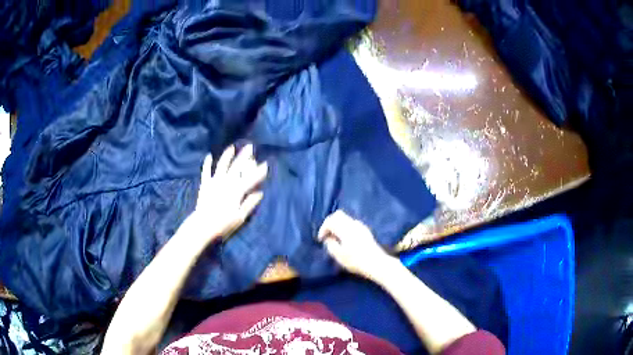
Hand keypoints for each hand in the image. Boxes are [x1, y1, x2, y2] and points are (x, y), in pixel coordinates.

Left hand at [192, 144, 267, 242]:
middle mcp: (226, 182)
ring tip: (232, 147)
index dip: (259, 171)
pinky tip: (208, 156)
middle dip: (245, 156)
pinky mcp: (205, 184)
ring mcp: (215, 182)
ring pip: (222, 165)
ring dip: (227, 155)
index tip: (265, 164)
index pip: (251, 178)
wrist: (203, 225)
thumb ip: (250, 203)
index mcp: (237, 191)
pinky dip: (207, 163)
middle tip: (250, 147)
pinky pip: (206, 171)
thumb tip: (260, 193)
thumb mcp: (240, 217)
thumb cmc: (223, 224)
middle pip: (237, 166)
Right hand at [317, 210, 395, 279]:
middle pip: (338, 215)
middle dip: (330, 223)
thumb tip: (328, 238)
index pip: (330, 220)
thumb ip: (330, 244)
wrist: (376, 263)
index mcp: (345, 228)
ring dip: (338, 225)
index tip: (321, 239)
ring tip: (335, 237)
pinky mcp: (365, 230)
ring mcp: (361, 226)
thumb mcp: (339, 255)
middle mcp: (353, 223)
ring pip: (345, 218)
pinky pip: (351, 223)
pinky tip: (345, 238)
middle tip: (327, 234)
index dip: (323, 228)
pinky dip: (345, 227)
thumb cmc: (356, 260)